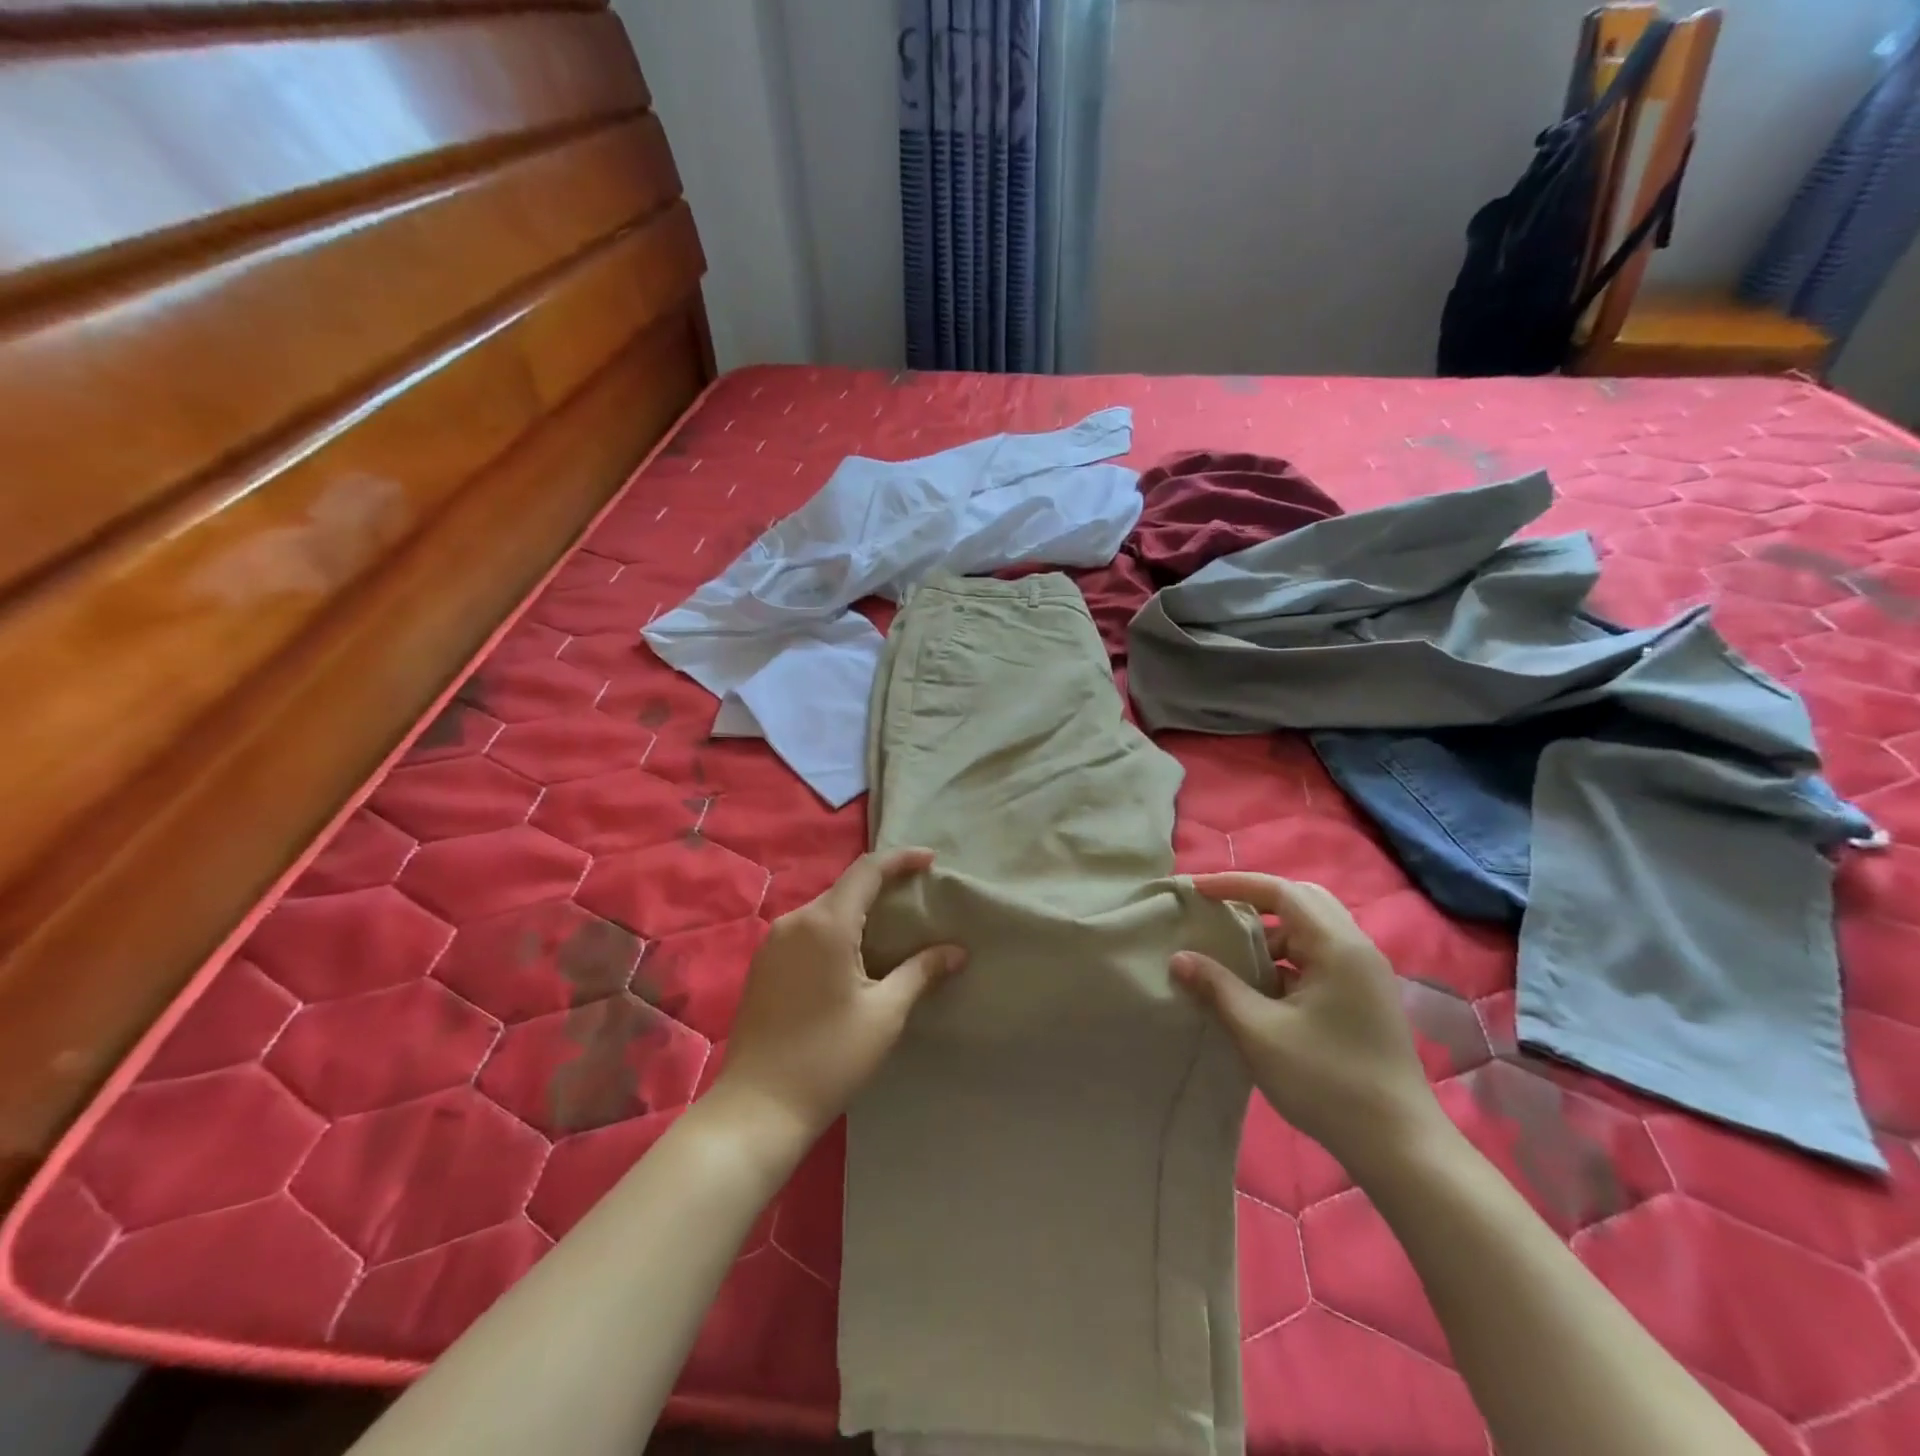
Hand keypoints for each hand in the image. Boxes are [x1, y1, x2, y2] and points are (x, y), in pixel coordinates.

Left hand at [712, 848, 965, 1143]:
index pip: (867, 871)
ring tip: (891, 926)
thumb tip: (956, 952)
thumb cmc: (829, 1058)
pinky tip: (853, 954)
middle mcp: (795, 921)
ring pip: (825, 910)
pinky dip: (835, 929)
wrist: (758, 1108)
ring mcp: (773, 943)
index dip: (901, 859)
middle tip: (918, 897)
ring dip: (858, 909)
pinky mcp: (763, 965)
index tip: (931, 861)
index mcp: (826, 924)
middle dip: (882, 885)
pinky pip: (806, 930)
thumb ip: (921, 973)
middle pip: (845, 888)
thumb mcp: (884, 1014)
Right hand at [1172, 872, 1441, 1176]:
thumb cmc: (1327, 1081)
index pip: (1281, 891)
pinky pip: (1320, 957)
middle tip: (1216, 912)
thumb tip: (1179, 958)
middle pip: (1302, 901)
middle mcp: (1357, 949)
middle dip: (1256, 901)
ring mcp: (1365, 975)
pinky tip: (1260, 987)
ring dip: (1271, 933)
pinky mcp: (1364, 998)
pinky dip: (1286, 958)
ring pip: (1311, 930)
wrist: (1400, 1147)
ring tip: (1232, 952)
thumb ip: (1217, 988)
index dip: (1234, 884)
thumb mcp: (1259, 1032)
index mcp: (1337, 947)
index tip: (1196, 891)